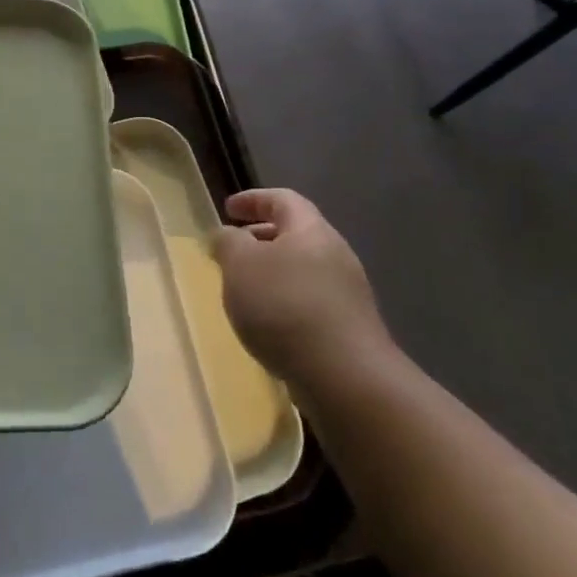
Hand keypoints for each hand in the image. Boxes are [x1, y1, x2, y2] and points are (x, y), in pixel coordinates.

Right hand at [213, 188, 391, 385]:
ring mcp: (347, 293)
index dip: (253, 199)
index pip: (282, 199)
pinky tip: (268, 324)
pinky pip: (310, 300)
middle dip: (261, 238)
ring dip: (272, 273)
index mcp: (311, 230)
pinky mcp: (349, 328)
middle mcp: (335, 254)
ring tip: (244, 290)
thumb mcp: (240, 265)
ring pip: (302, 269)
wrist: (345, 377)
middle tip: (233, 249)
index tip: (228, 208)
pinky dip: (285, 301)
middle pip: (296, 234)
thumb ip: (228, 243)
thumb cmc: (285, 306)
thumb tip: (227, 234)